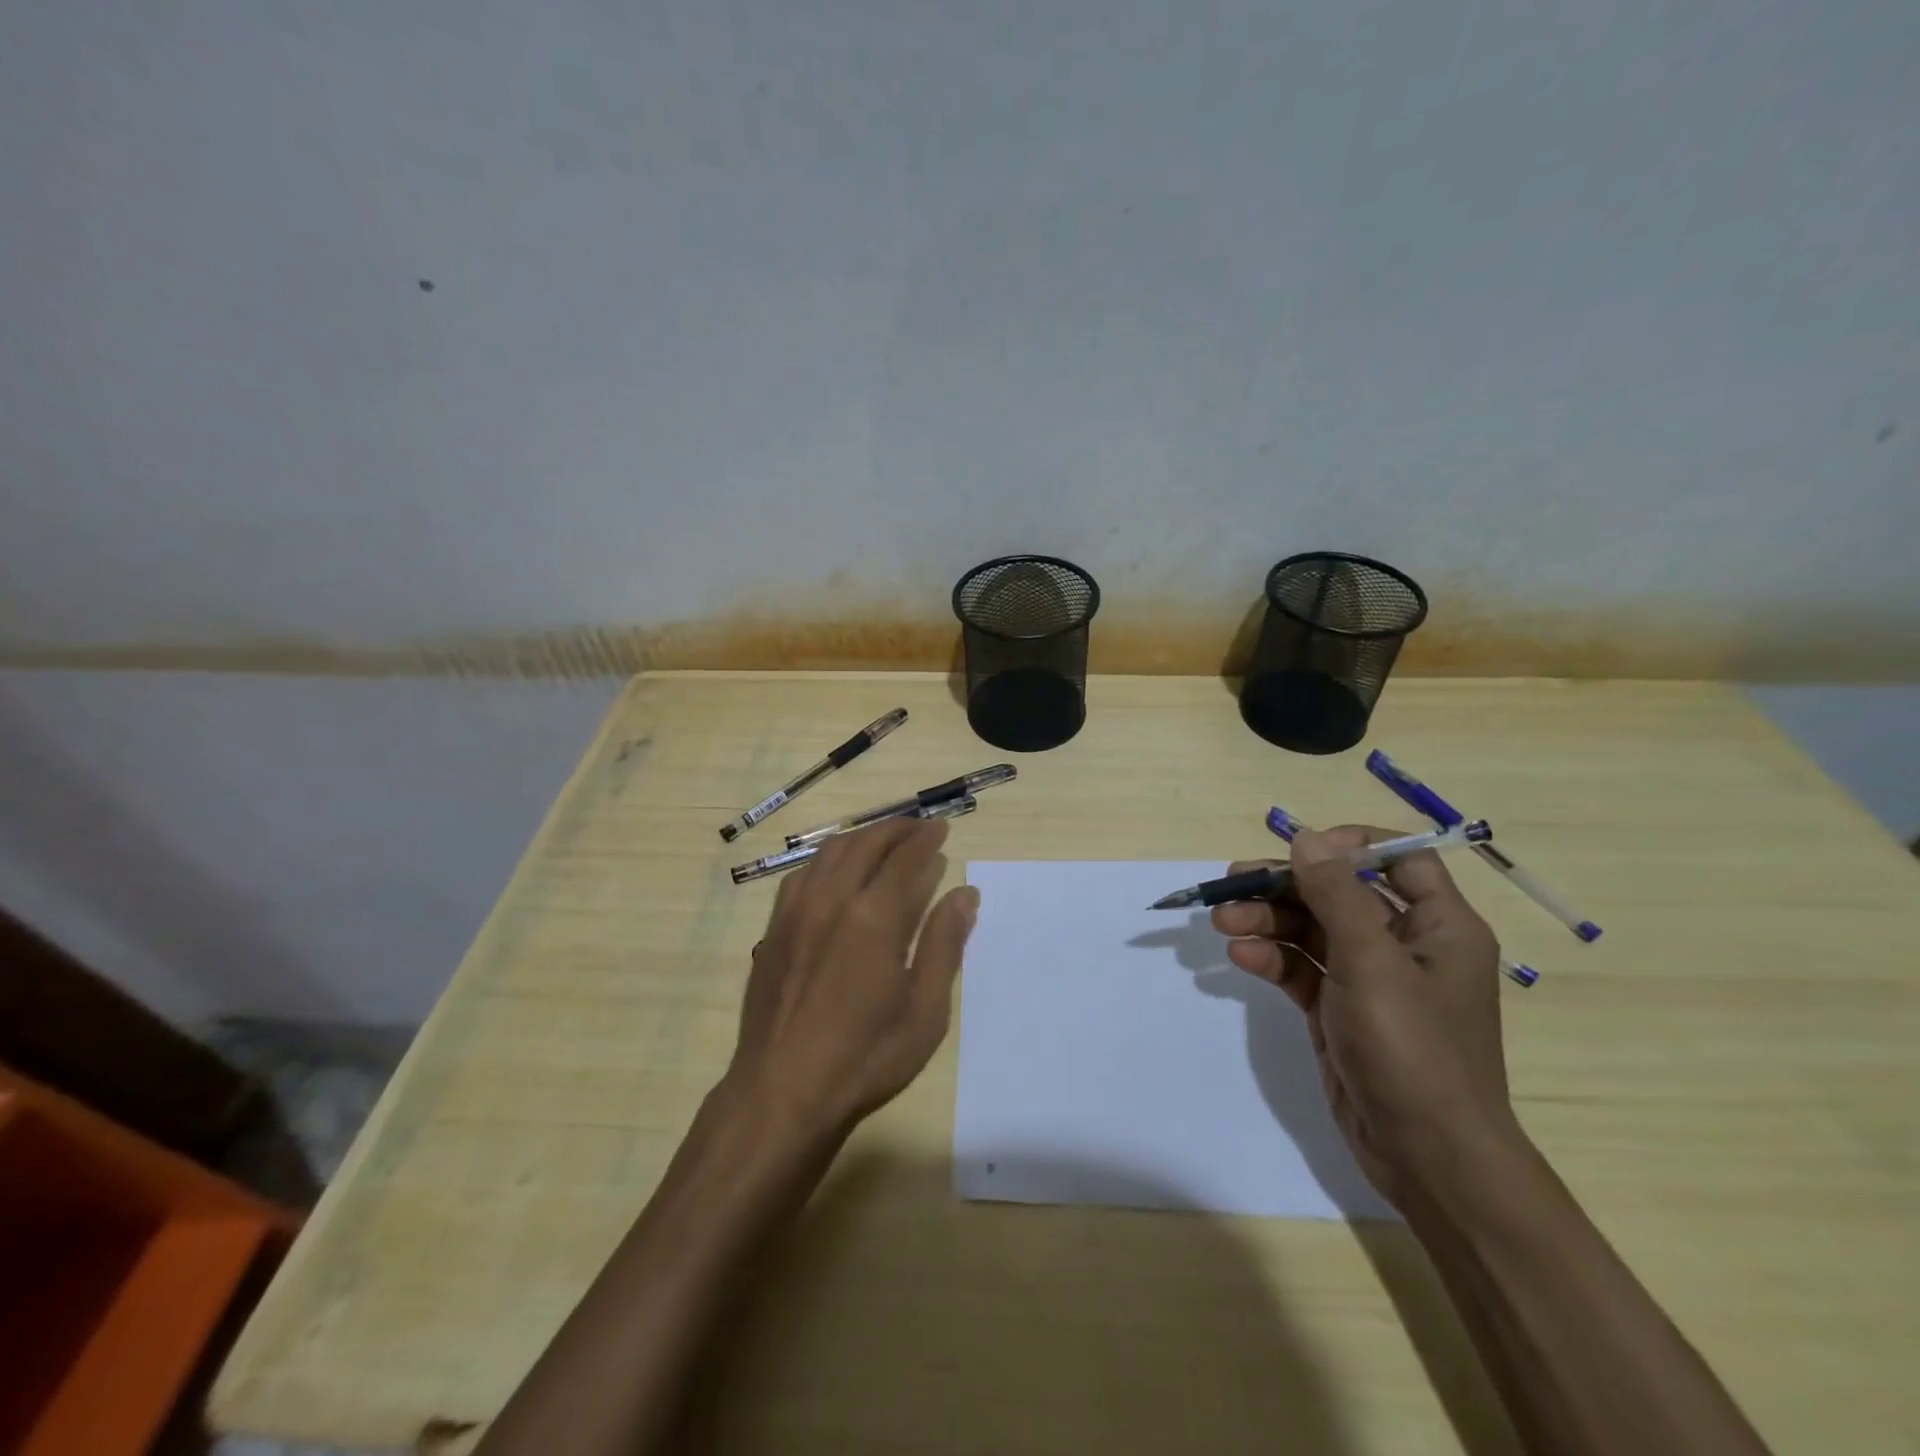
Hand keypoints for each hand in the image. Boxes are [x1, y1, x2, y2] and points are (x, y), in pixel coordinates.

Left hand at [725, 817, 978, 1142]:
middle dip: (897, 829)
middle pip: (867, 843)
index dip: (928, 839)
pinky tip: (838, 872)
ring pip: (831, 852)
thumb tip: (965, 893)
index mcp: (873, 917)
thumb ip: (944, 944)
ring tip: (885, 841)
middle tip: (921, 828)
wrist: (781, 1092)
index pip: (906, 859)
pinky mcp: (775, 928)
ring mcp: (796, 911)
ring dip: (863, 837)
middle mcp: (831, 899)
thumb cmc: (865, 1058)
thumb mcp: (924, 1010)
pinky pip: (804, 873)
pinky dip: (830, 858)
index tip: (943, 829)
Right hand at [1210, 825, 1519, 1207]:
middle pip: (1339, 893)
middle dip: (1285, 886)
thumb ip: (1336, 895)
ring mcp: (1369, 979)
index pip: (1401, 860)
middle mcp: (1405, 944)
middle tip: (1233, 882)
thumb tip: (1306, 838)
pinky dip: (1271, 958)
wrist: (1426, 1156)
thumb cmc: (1413, 1049)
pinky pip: (1300, 968)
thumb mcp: (1372, 962)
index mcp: (1438, 925)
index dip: (1350, 845)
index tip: (1300, 849)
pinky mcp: (1338, 1010)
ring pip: (1311, 929)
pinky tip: (1240, 957)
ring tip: (1222, 923)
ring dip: (1267, 920)